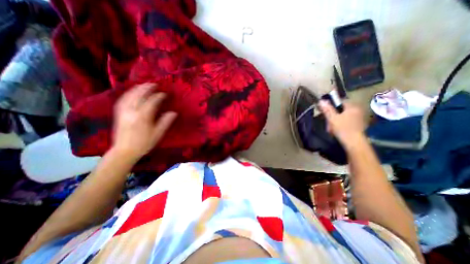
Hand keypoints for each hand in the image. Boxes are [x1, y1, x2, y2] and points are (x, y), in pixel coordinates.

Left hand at [111, 84, 176, 158]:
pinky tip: (132, 92)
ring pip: (129, 95)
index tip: (165, 94)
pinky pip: (122, 99)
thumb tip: (174, 112)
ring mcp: (123, 111)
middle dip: (147, 88)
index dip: (159, 96)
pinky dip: (128, 93)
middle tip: (154, 84)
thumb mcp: (158, 134)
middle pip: (139, 95)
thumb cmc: (144, 143)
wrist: (124, 151)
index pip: (152, 102)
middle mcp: (131, 111)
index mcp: (143, 117)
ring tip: (144, 85)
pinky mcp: (118, 113)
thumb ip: (165, 122)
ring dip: (137, 88)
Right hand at [317, 100, 364, 146]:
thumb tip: (321, 101)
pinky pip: (346, 121)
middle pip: (341, 109)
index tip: (325, 110)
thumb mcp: (332, 118)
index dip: (331, 105)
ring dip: (335, 120)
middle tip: (327, 122)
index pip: (340, 101)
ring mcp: (359, 118)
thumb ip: (327, 109)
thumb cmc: (343, 129)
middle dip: (333, 115)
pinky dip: (340, 124)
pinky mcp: (358, 125)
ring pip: (343, 116)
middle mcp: (357, 110)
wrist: (354, 143)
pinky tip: (336, 130)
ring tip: (331, 128)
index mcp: (352, 107)